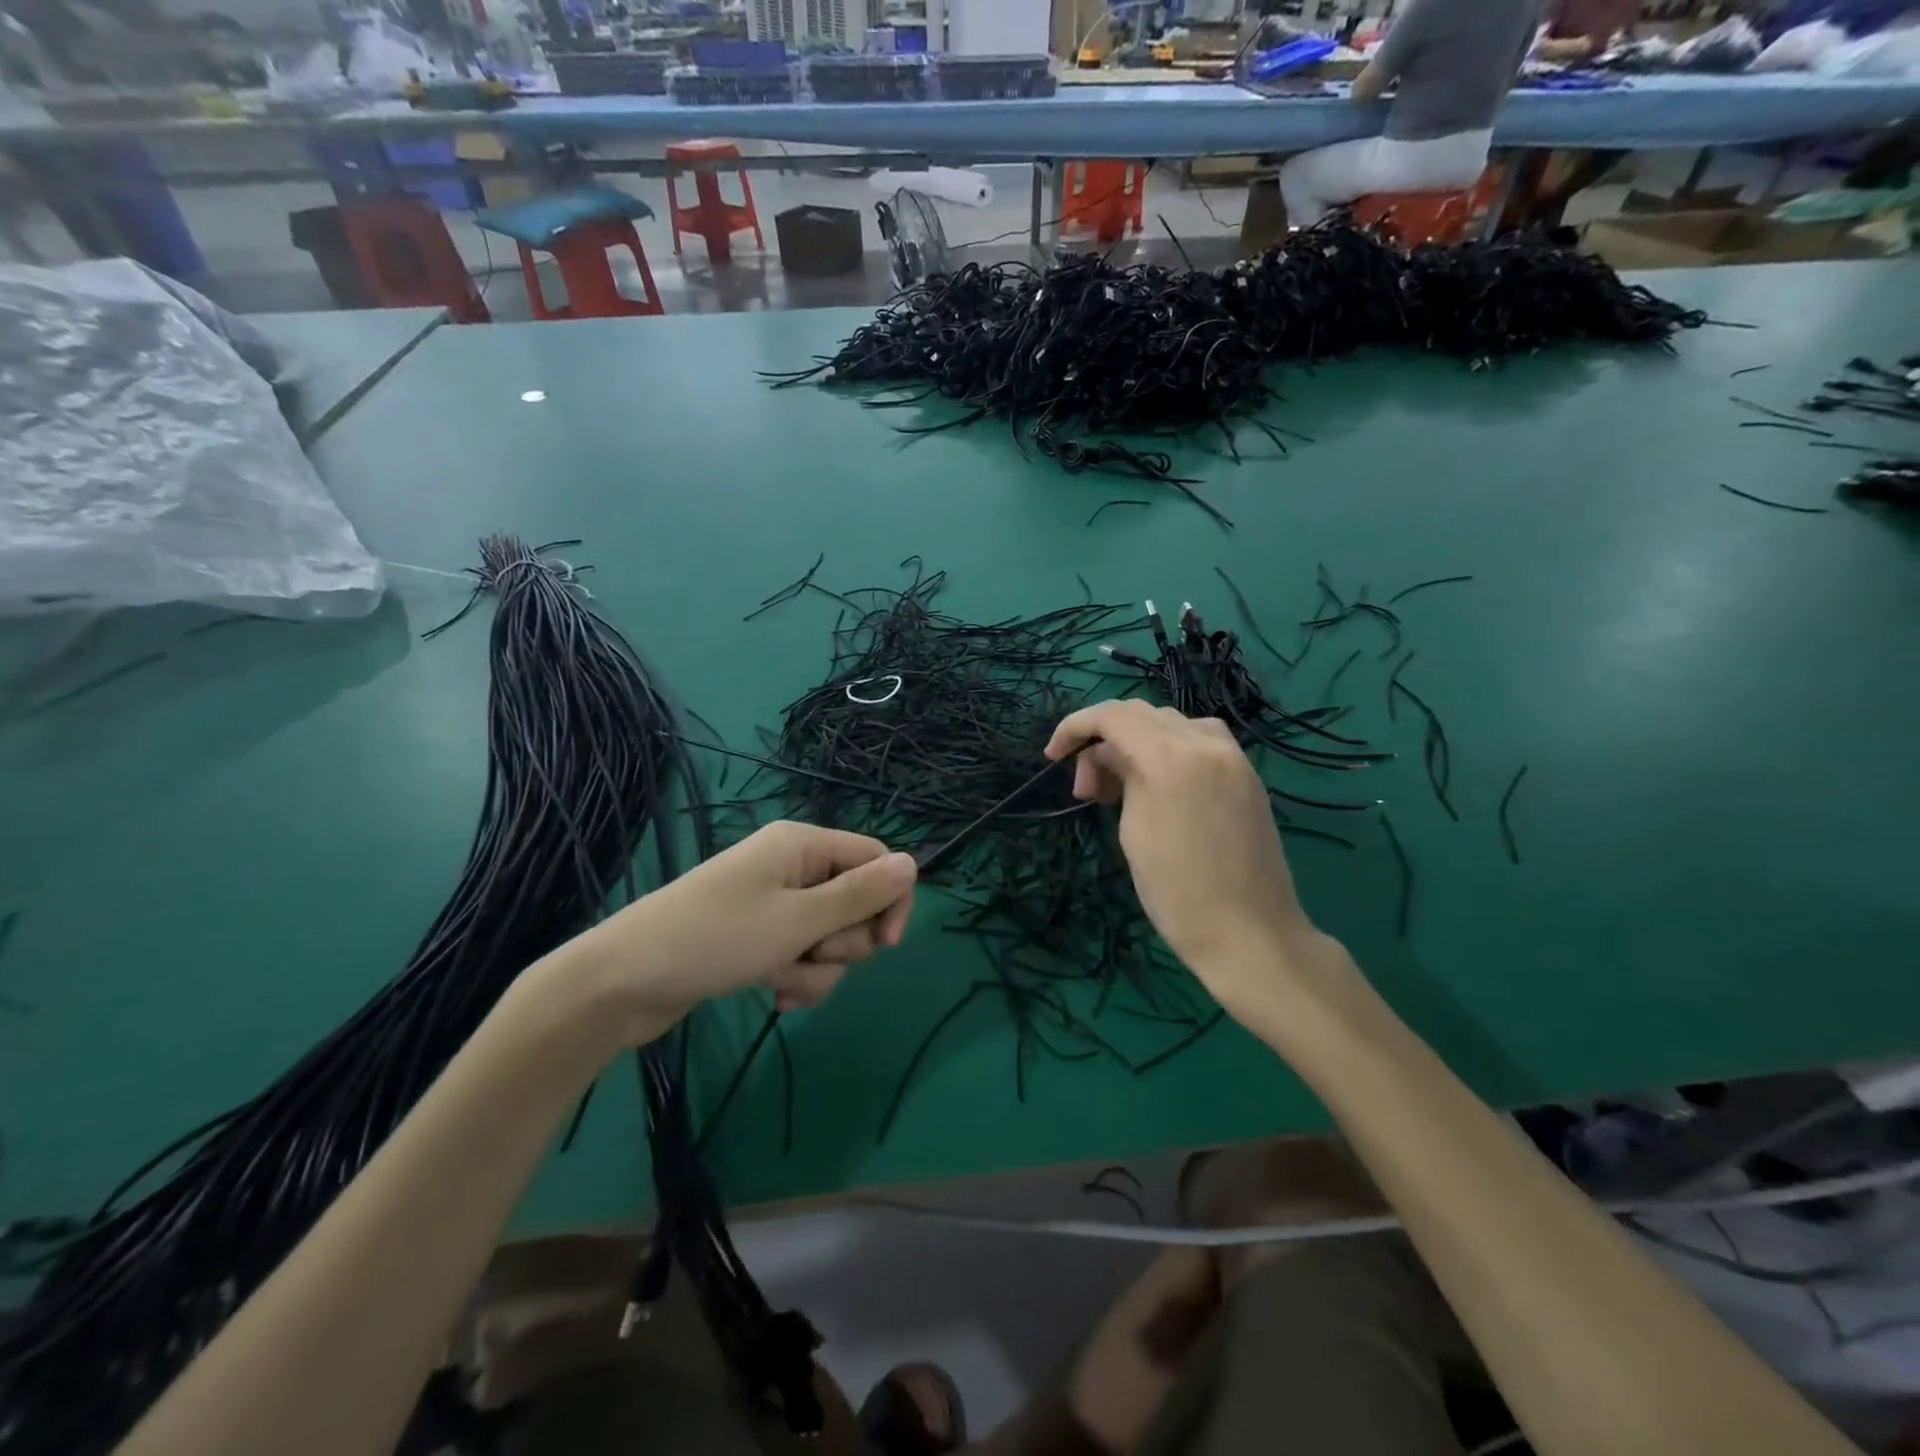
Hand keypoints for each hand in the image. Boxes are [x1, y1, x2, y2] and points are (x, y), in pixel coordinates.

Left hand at [568, 821, 916, 1035]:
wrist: (623, 982)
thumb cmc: (715, 939)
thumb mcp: (797, 921)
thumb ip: (859, 895)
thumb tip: (914, 863)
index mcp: (803, 845)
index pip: (876, 859)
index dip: (889, 900)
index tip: (885, 946)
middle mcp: (792, 866)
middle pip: (855, 900)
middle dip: (843, 941)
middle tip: (811, 955)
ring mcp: (773, 901)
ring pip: (829, 935)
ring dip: (818, 967)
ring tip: (780, 981)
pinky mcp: (758, 934)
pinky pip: (801, 952)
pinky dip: (796, 974)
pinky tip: (773, 992)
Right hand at [1045, 701, 1341, 1018]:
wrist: (1251, 935)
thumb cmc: (1178, 892)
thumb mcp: (1134, 831)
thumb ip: (1122, 779)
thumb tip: (1112, 758)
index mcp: (1171, 756)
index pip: (1113, 716)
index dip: (1075, 727)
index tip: (1053, 757)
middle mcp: (1206, 743)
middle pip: (1142, 714)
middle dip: (1104, 740)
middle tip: (1088, 789)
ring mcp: (1233, 758)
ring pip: (1172, 724)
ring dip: (1137, 742)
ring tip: (1121, 786)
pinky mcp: (1247, 776)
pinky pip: (1200, 741)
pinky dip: (1168, 750)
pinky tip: (1159, 785)